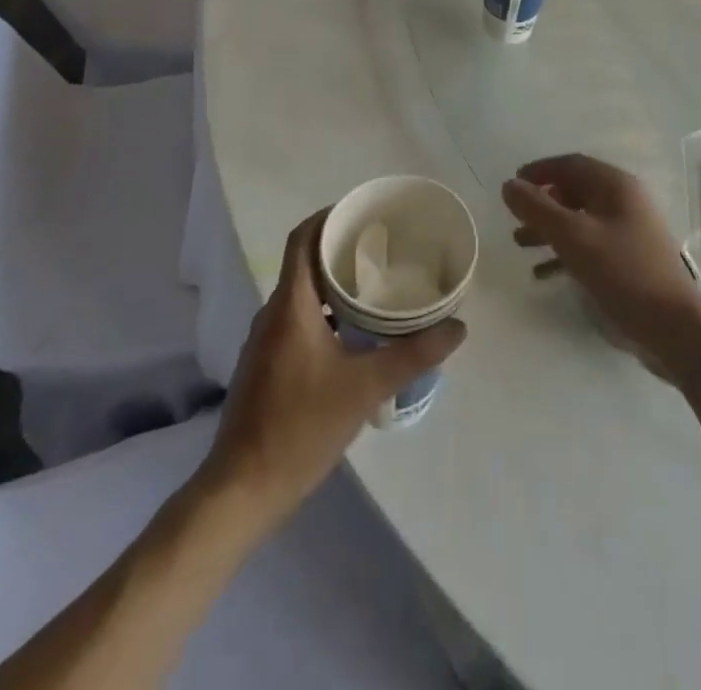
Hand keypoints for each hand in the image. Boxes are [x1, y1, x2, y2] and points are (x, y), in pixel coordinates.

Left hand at [206, 210, 466, 523]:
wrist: (243, 490)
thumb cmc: (301, 427)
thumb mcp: (365, 388)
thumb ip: (413, 355)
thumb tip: (458, 327)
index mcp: (290, 306)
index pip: (302, 240)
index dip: (328, 217)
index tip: (363, 211)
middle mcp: (273, 314)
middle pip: (305, 262)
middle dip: (341, 248)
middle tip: (384, 245)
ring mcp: (266, 341)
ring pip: (302, 293)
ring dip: (334, 282)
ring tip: (377, 283)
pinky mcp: (267, 365)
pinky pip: (298, 319)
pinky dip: (325, 311)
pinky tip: (355, 332)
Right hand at [502, 154, 700, 381]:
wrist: (672, 326)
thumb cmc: (622, 271)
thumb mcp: (572, 237)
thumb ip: (537, 209)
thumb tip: (509, 185)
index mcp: (616, 185)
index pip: (572, 164)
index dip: (540, 170)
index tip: (513, 183)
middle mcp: (624, 201)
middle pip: (575, 190)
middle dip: (542, 202)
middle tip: (515, 217)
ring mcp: (629, 230)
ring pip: (580, 219)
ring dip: (549, 228)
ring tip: (520, 244)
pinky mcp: (629, 258)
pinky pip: (590, 244)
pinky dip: (565, 251)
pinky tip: (542, 272)